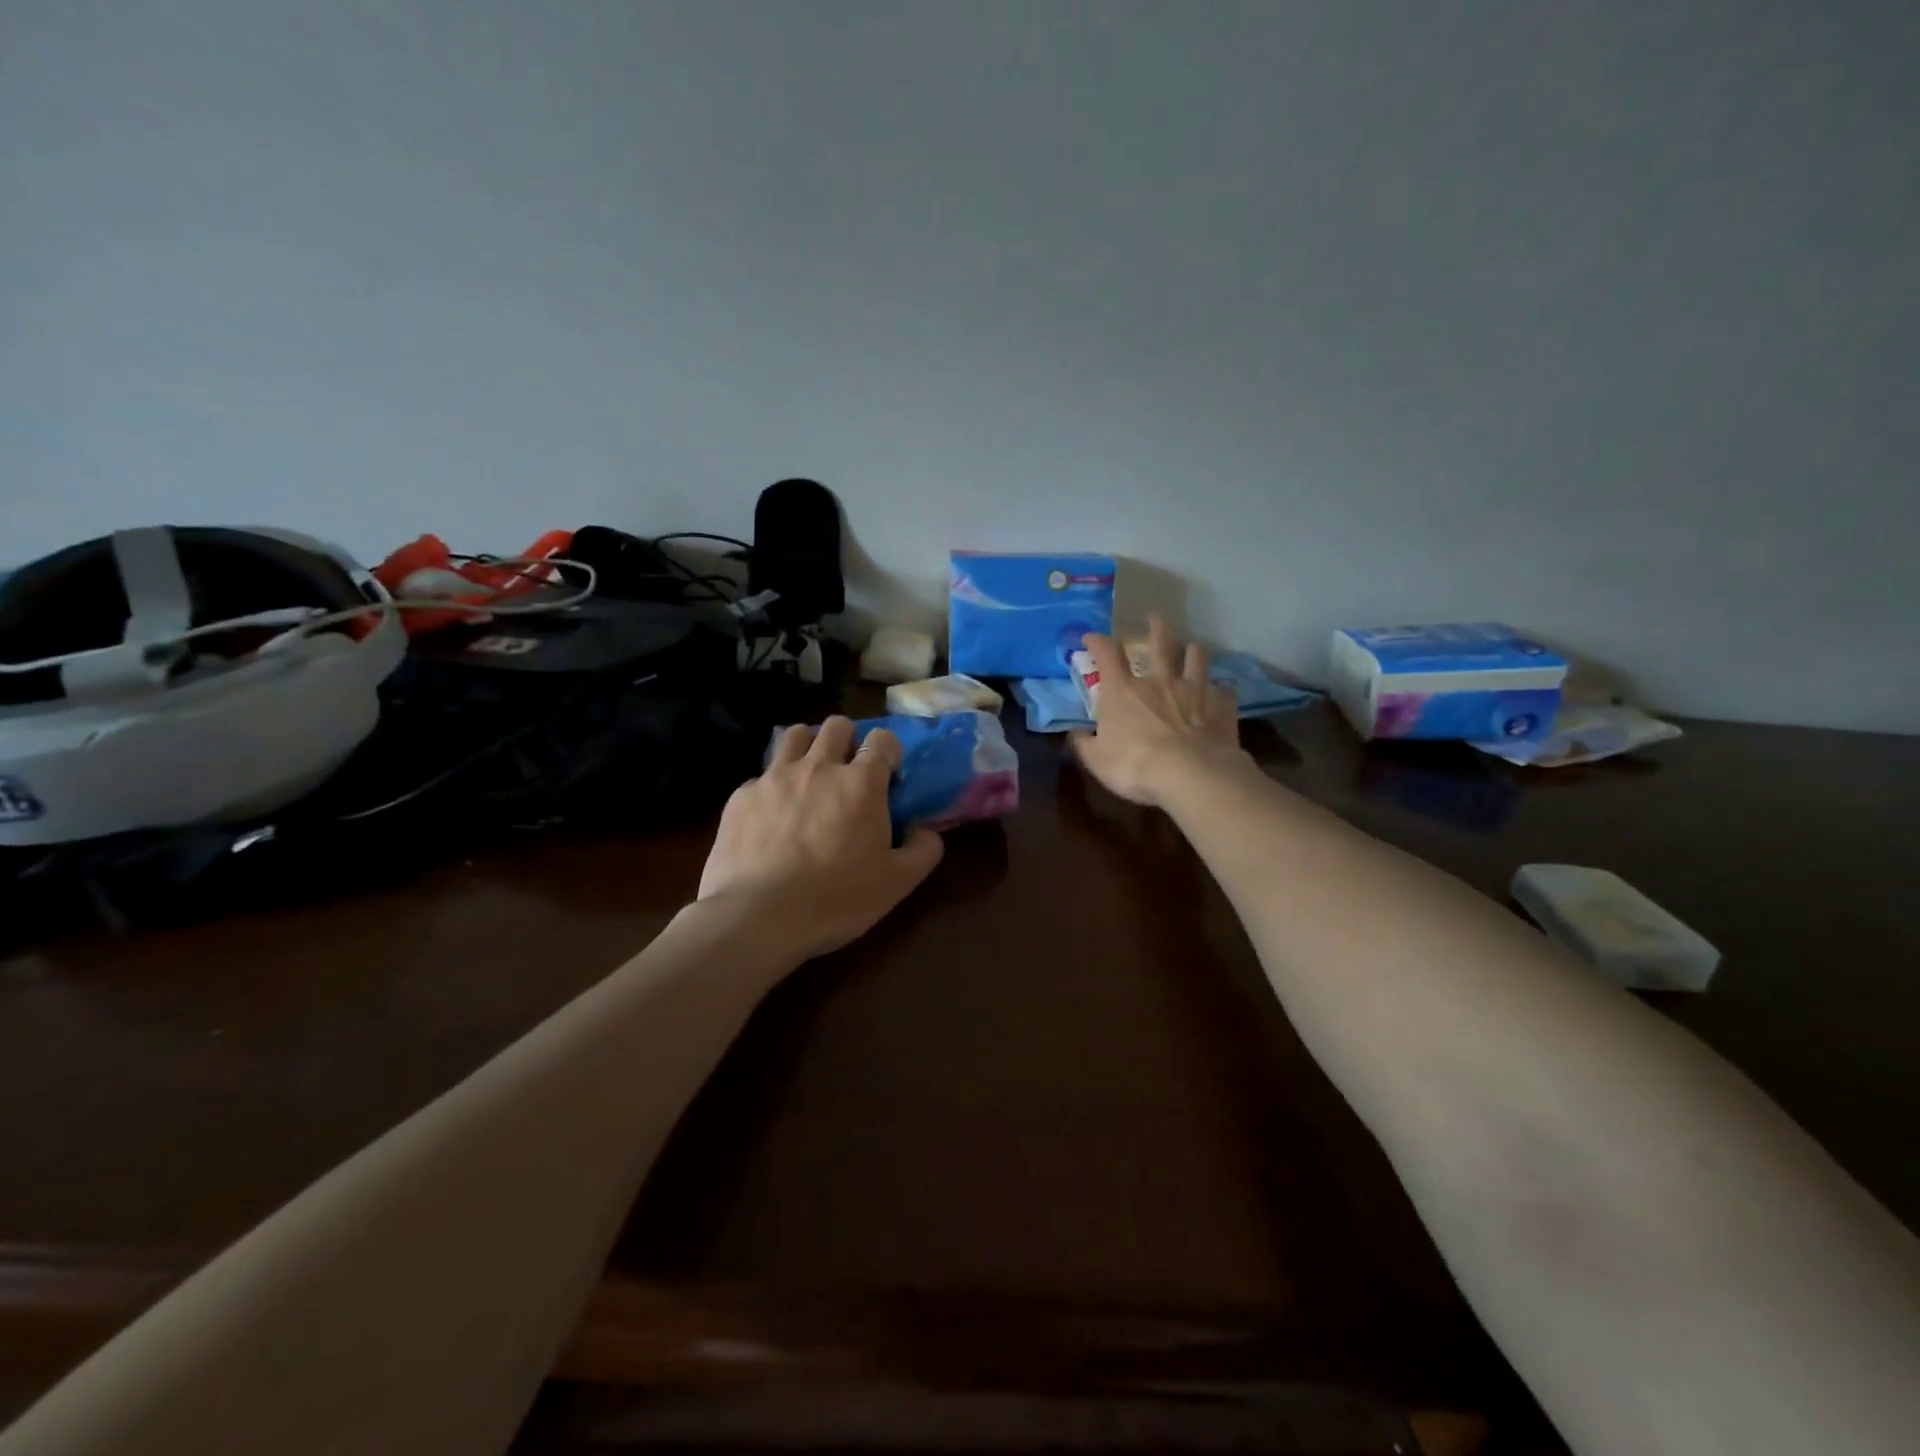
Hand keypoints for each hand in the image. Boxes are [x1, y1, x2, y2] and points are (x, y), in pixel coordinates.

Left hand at [698, 716, 944, 961]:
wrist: (759, 917)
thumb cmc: (837, 898)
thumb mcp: (897, 883)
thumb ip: (923, 849)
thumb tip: (925, 830)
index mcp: (861, 783)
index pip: (882, 739)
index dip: (888, 752)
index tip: (887, 777)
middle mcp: (819, 767)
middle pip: (836, 725)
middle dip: (847, 739)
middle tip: (847, 771)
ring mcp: (775, 777)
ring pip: (794, 735)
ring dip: (807, 747)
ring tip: (808, 776)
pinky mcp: (741, 796)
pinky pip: (760, 777)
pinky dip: (771, 788)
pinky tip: (770, 817)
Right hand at [1070, 616, 1244, 806]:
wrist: (1189, 775)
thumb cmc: (1134, 765)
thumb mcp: (1097, 760)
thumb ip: (1084, 744)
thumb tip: (1076, 733)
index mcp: (1123, 691)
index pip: (1106, 655)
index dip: (1097, 642)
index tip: (1091, 637)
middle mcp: (1158, 682)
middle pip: (1159, 644)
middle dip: (1155, 628)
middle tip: (1155, 618)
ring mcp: (1194, 691)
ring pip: (1196, 659)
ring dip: (1193, 651)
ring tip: (1193, 647)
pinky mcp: (1221, 708)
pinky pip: (1225, 692)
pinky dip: (1223, 690)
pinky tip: (1224, 692)